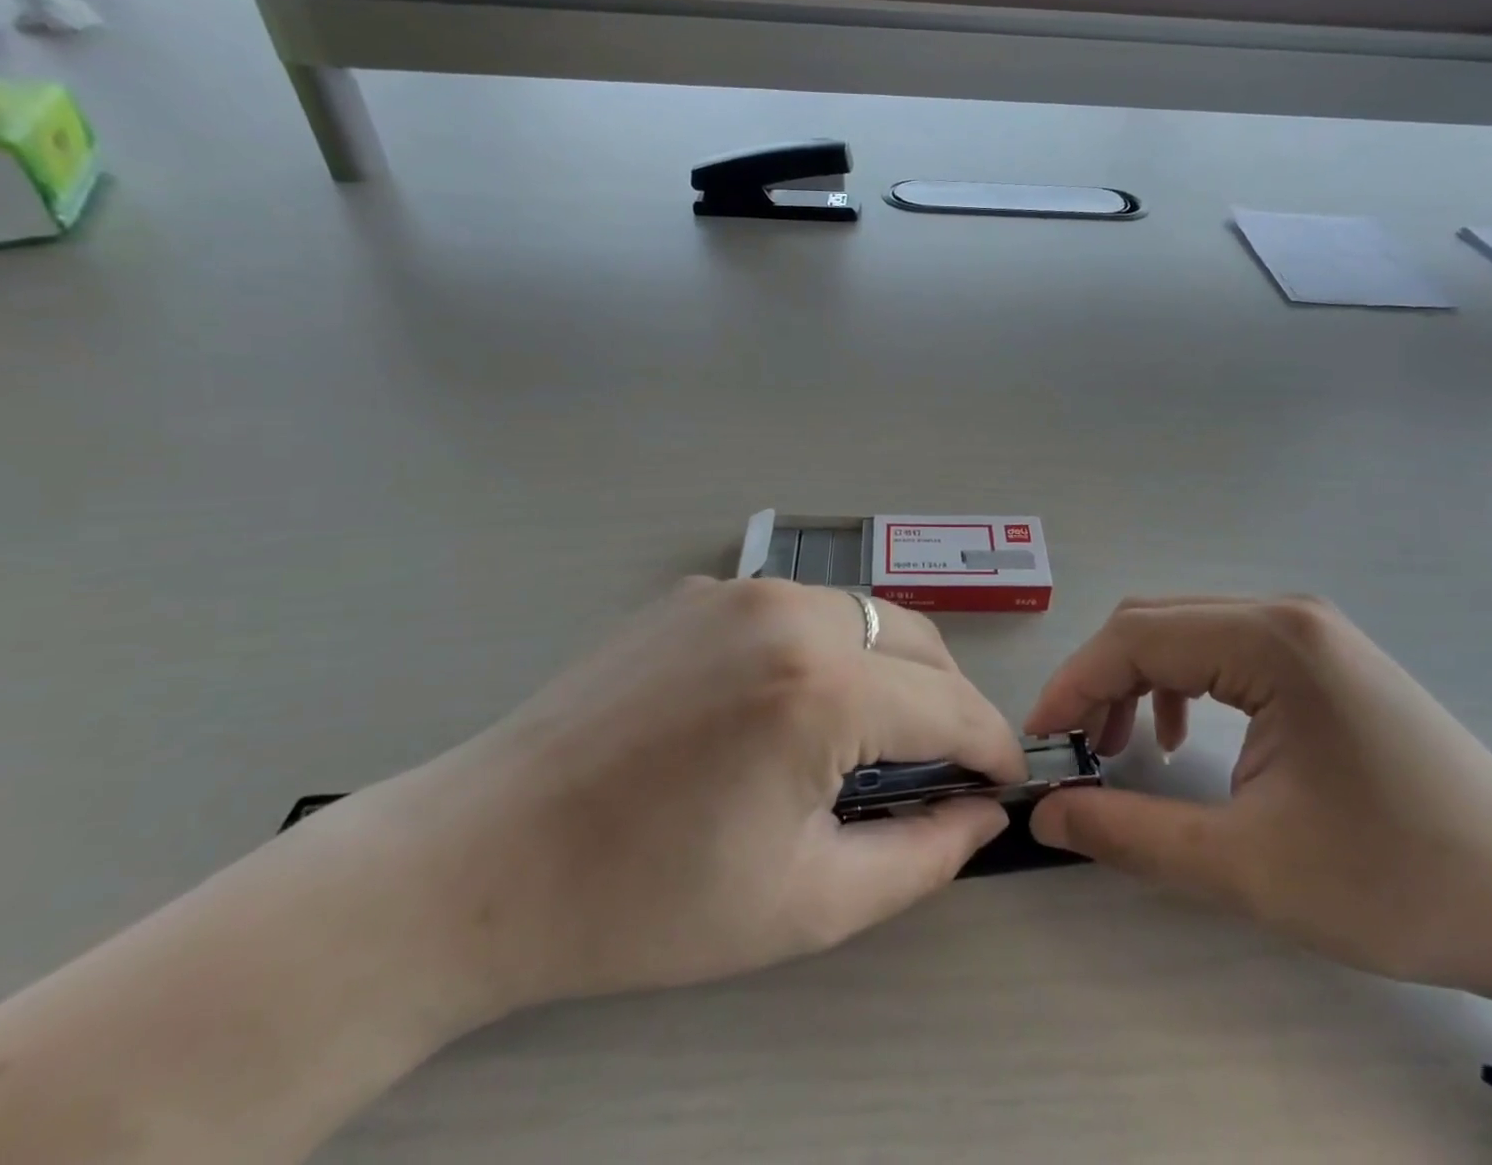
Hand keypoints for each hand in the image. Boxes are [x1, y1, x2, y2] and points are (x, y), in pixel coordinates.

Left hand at [345, 578, 1024, 1020]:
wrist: (484, 857)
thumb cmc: (645, 902)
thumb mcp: (806, 903)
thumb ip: (922, 856)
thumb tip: (983, 812)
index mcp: (821, 687)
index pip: (952, 706)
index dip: (992, 747)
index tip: (1007, 781)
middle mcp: (789, 609)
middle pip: (918, 642)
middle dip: (950, 702)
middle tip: (944, 766)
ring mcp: (738, 587)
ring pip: (863, 615)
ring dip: (893, 670)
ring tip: (875, 736)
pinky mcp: (699, 590)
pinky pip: (798, 610)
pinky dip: (827, 650)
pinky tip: (791, 705)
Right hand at [1024, 596, 1491, 1036]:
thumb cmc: (1397, 884)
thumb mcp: (1248, 868)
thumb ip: (1131, 834)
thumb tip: (1046, 814)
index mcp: (1271, 641)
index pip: (1135, 638)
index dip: (1073, 685)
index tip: (1041, 743)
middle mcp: (1285, 614)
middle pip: (1154, 624)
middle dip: (1100, 682)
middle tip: (1075, 750)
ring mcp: (1309, 631)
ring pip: (1184, 633)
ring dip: (1137, 681)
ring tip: (1122, 749)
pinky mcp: (1322, 658)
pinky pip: (1222, 650)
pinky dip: (1180, 685)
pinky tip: (1180, 736)